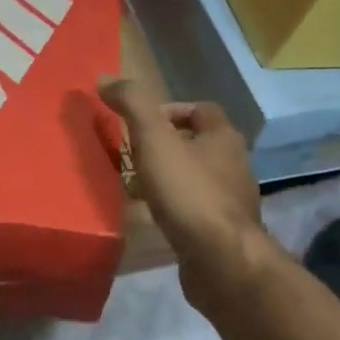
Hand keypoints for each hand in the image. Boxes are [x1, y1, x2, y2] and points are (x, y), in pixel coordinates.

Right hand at [103, 79, 264, 269]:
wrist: (222, 261)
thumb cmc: (189, 192)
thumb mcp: (154, 139)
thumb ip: (132, 104)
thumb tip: (105, 79)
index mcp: (223, 137)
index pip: (200, 109)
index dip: (169, 110)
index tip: (139, 123)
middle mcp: (233, 164)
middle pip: (196, 143)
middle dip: (163, 144)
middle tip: (131, 153)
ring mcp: (230, 200)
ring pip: (194, 176)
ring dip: (167, 176)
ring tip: (135, 184)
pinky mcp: (222, 230)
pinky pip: (193, 207)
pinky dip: (172, 205)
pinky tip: (151, 215)